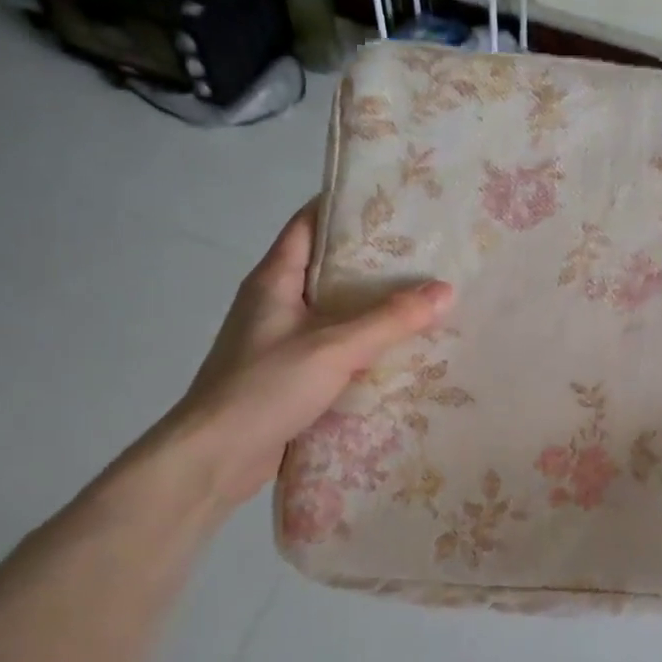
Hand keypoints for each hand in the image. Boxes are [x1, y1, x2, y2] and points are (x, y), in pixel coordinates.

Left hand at [167, 201, 453, 503]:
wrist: (215, 458)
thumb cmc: (265, 387)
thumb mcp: (334, 347)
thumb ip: (390, 320)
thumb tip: (446, 290)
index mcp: (274, 280)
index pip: (308, 224)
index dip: (346, 208)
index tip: (393, 203)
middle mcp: (276, 303)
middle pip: (328, 268)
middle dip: (374, 262)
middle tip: (425, 254)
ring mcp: (281, 341)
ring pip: (334, 312)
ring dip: (372, 308)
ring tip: (424, 299)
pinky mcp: (290, 375)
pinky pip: (334, 349)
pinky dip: (364, 346)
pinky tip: (400, 351)